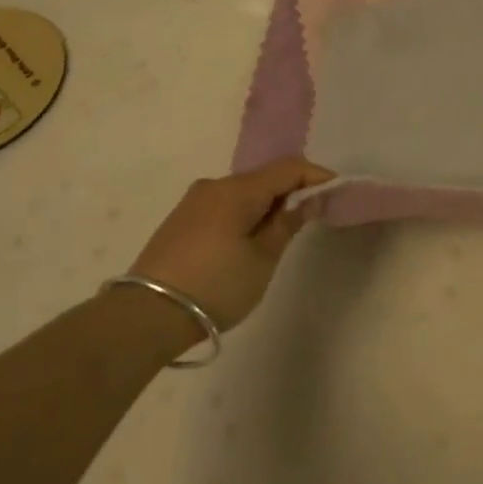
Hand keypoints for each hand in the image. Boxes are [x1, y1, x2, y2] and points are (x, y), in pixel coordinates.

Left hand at [129, 158, 334, 332]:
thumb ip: (287, 224)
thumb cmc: (215, 286)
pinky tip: (246, 242)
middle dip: (290, 192)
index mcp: (238, 189)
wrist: (146, 315)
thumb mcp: (262, 259)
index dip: (315, 176)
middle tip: (310, 219)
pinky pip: (223, 206)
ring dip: (265, 206)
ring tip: (277, 237)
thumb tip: (308, 199)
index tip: (336, 191)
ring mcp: (193, 202)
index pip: (288, 168)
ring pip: (242, 193)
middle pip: (264, 178)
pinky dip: (243, 215)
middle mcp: (215, 185)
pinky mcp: (180, 220)